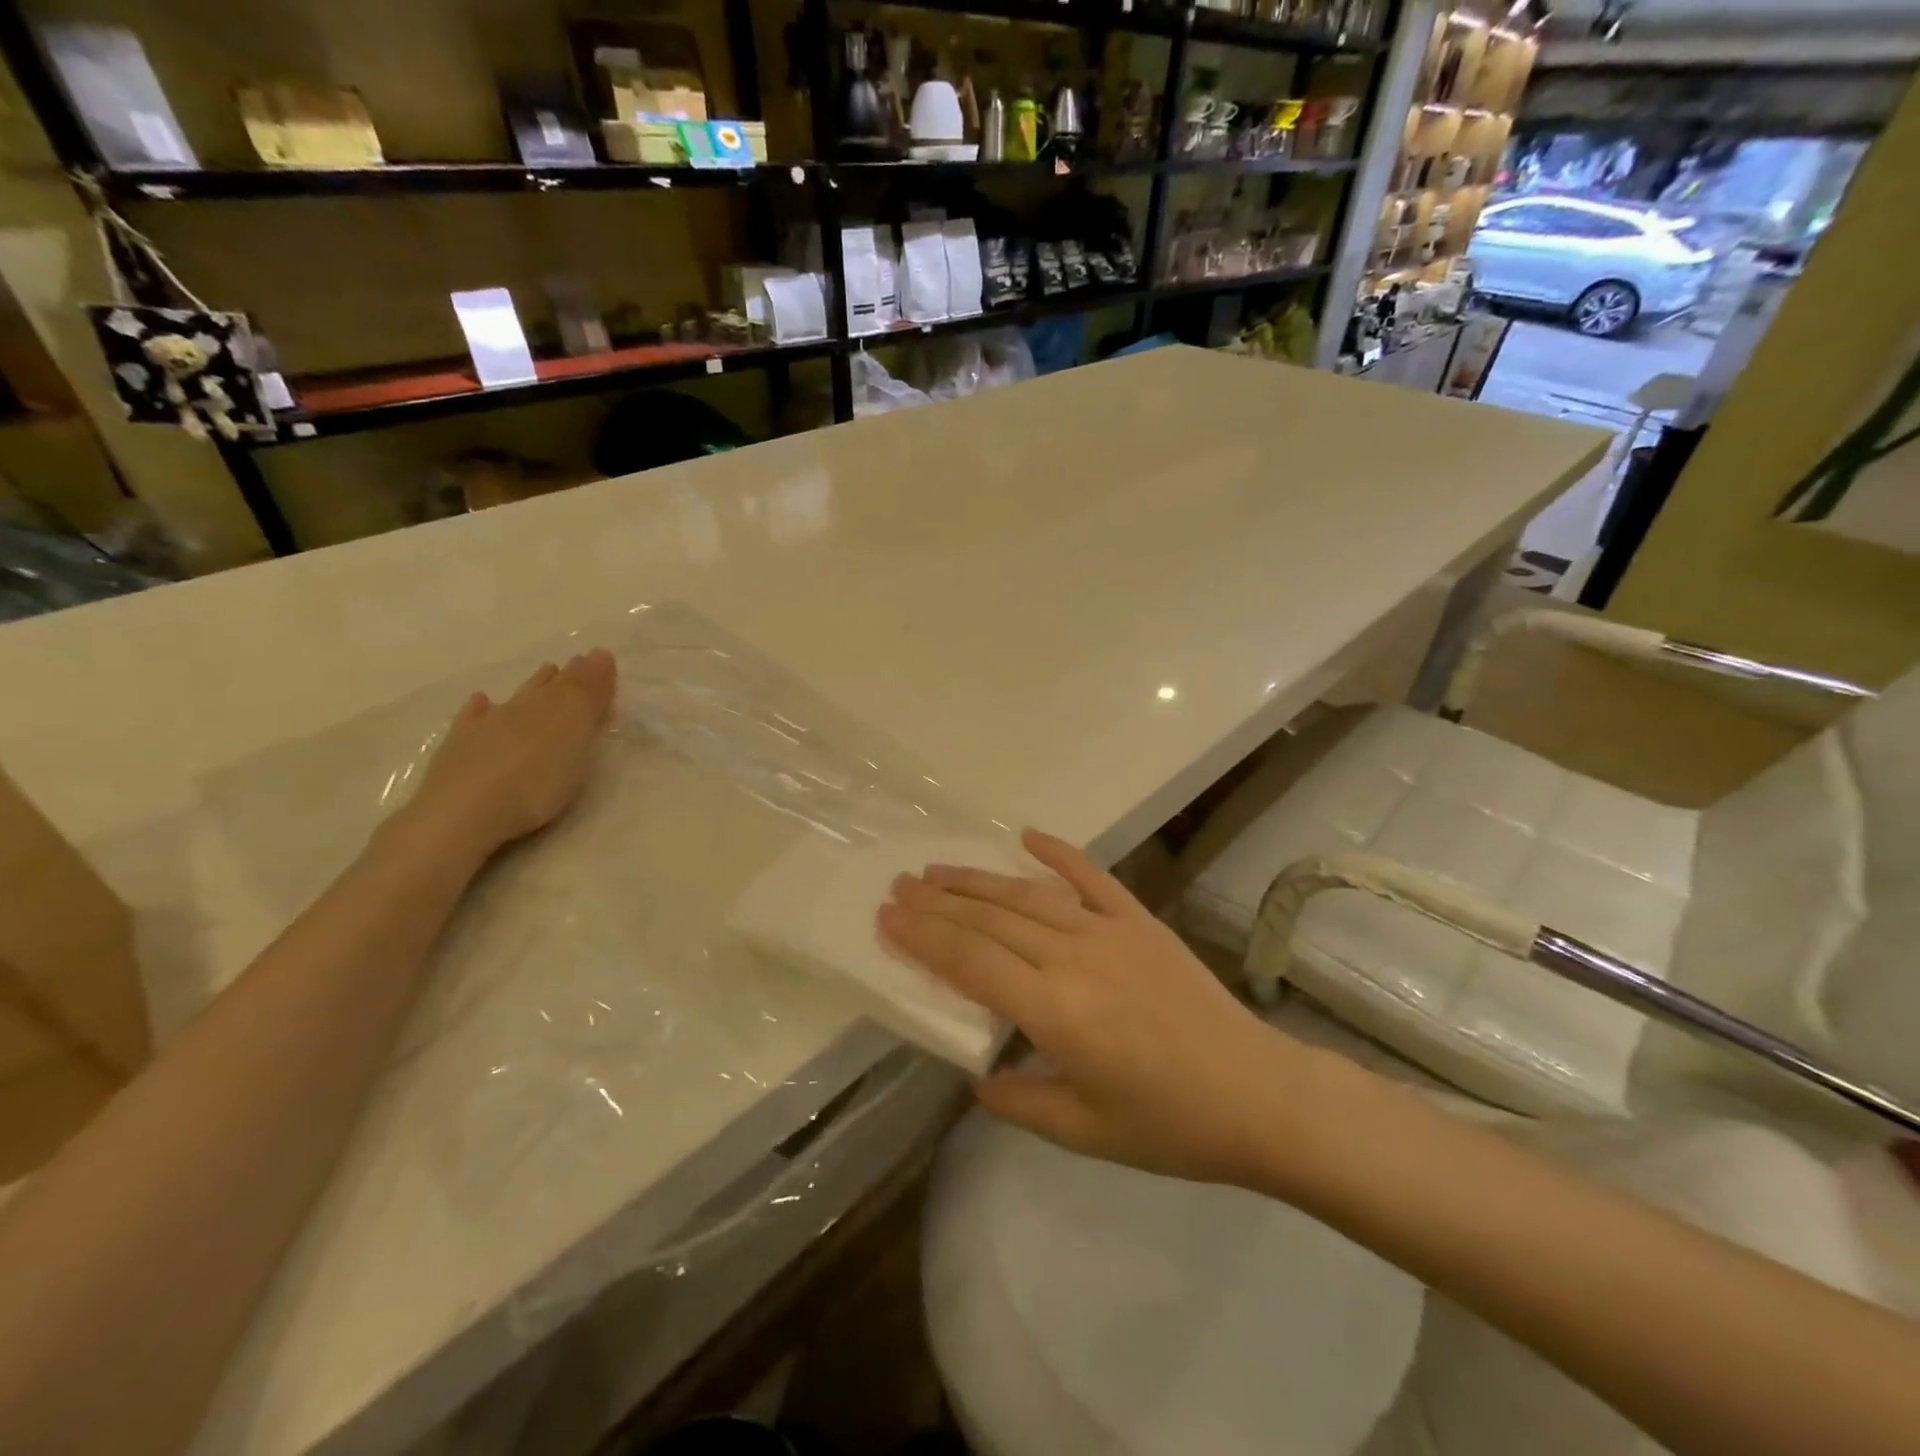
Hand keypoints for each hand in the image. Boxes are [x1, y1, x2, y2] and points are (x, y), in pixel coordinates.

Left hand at [404, 650, 617, 861]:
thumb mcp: (577, 742)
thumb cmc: (536, 784)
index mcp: (556, 709)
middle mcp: (522, 709)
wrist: (463, 813)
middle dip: (567, 676)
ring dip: (534, 685)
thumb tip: (599, 656)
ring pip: (517, 697)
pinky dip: (481, 707)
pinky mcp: (460, 745)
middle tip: (579, 662)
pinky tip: (482, 701)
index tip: (603, 657)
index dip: (593, 674)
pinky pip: (474, 717)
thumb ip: (589, 699)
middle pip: (549, 688)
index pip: (579, 685)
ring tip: (547, 671)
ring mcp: (487, 726)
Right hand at [878, 829, 1317, 1186]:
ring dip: (977, 880)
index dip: (923, 938)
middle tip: (898, 886)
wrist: (1258, 1095)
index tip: (887, 918)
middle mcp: (1074, 959)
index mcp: (1055, 1013)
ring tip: (937, 869)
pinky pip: (1091, 877)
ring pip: (1028, 895)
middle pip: (990, 920)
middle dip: (938, 902)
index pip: (971, 962)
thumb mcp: (1085, 1132)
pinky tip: (1027, 835)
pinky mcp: (1140, 920)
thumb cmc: (1170, 1125)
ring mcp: (1110, 931)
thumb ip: (1021, 1100)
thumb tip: (977, 1078)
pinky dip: (1058, 853)